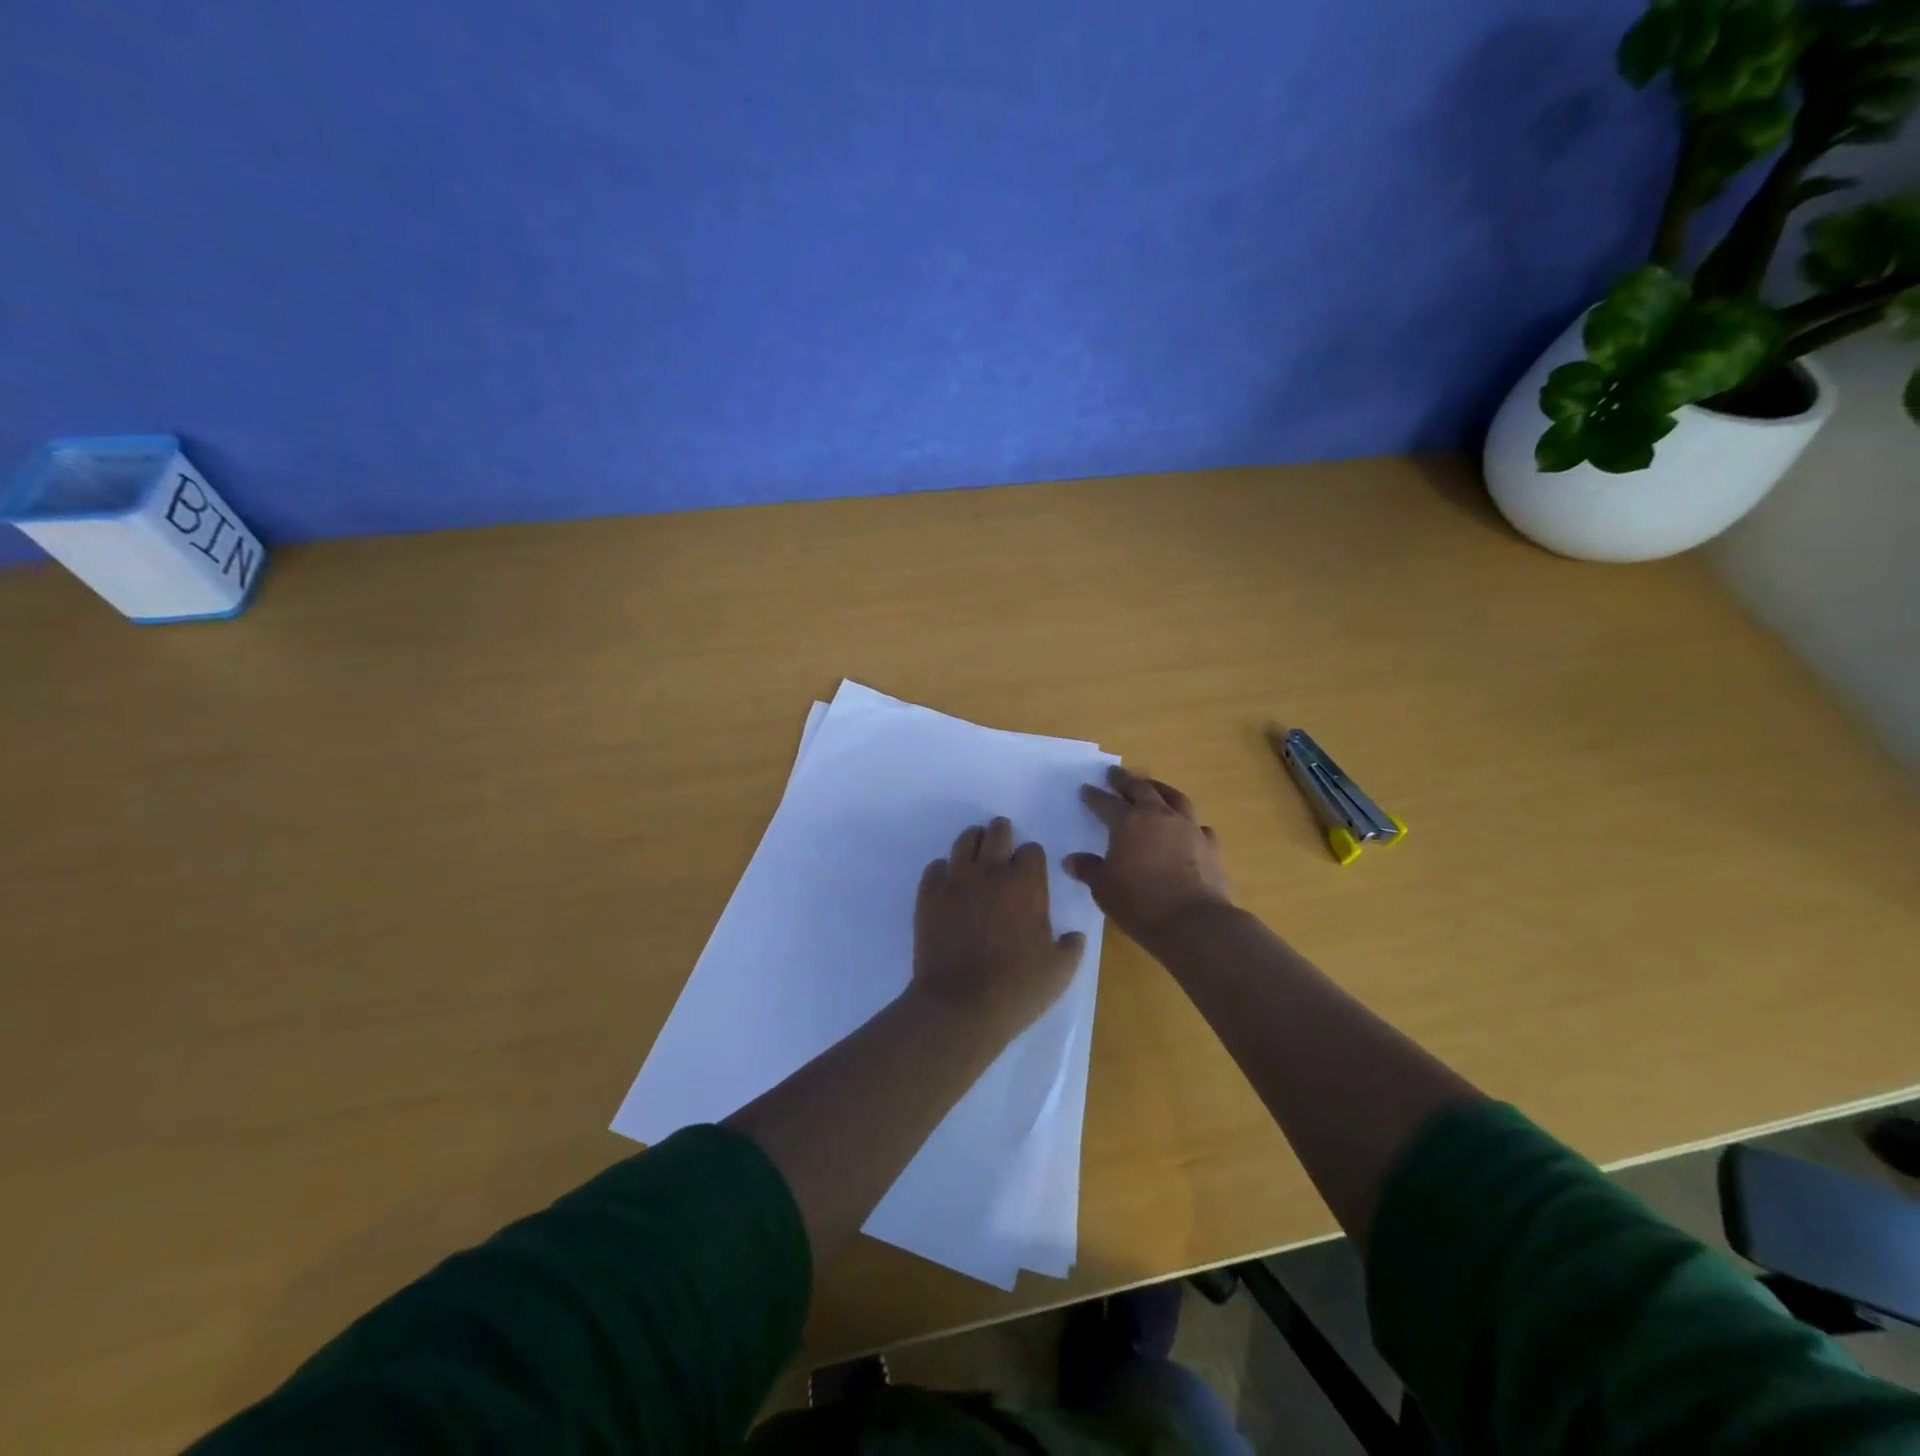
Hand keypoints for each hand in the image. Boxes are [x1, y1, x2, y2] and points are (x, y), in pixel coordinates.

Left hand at [912, 817, 1085, 1038]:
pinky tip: (948, 881)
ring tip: (976, 851)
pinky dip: (943, 869)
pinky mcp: (928, 895)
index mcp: (1026, 885)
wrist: (960, 1006)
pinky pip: (934, 867)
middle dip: (1002, 834)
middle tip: (1002, 843)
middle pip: (997, 833)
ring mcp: (956, 881)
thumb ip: (1071, 947)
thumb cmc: (1017, 989)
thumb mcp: (1059, 972)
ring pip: (965, 842)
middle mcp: (991, 873)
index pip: (1032, 851)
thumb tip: (1073, 936)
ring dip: (973, 842)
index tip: (1030, 871)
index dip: (1032, 859)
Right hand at [1066, 766, 1233, 947]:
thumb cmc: (1140, 903)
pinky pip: (1198, 826)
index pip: (1106, 803)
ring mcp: (1188, 828)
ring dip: (1160, 789)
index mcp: (1128, 822)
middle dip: (1125, 780)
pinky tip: (1187, 828)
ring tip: (1152, 787)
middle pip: (1141, 789)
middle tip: (1116, 773)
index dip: (1094, 796)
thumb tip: (1072, 860)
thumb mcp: (1103, 889)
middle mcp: (1159, 816)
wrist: (1194, 923)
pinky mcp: (1210, 846)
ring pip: (1174, 798)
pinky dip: (1189, 823)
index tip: (1086, 789)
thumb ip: (1089, 870)